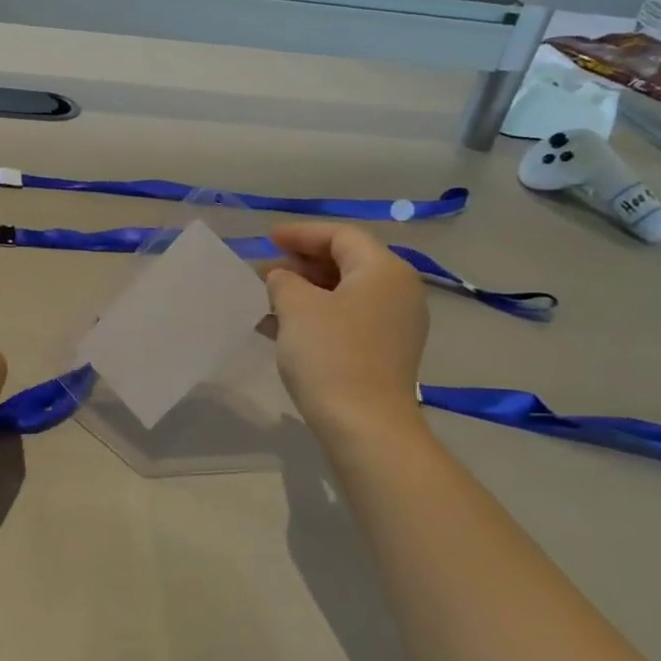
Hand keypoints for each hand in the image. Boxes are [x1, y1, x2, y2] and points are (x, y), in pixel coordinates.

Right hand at [265, 223, 428, 435]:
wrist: (364, 427)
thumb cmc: (331, 356)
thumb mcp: (297, 307)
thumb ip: (284, 281)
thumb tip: (282, 277)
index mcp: (384, 270)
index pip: (340, 235)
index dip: (301, 234)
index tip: (267, 239)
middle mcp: (398, 291)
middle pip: (346, 262)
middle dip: (300, 264)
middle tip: (263, 271)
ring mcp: (395, 324)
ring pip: (344, 293)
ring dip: (304, 291)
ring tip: (265, 298)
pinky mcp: (385, 352)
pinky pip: (347, 319)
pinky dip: (316, 316)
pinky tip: (279, 327)